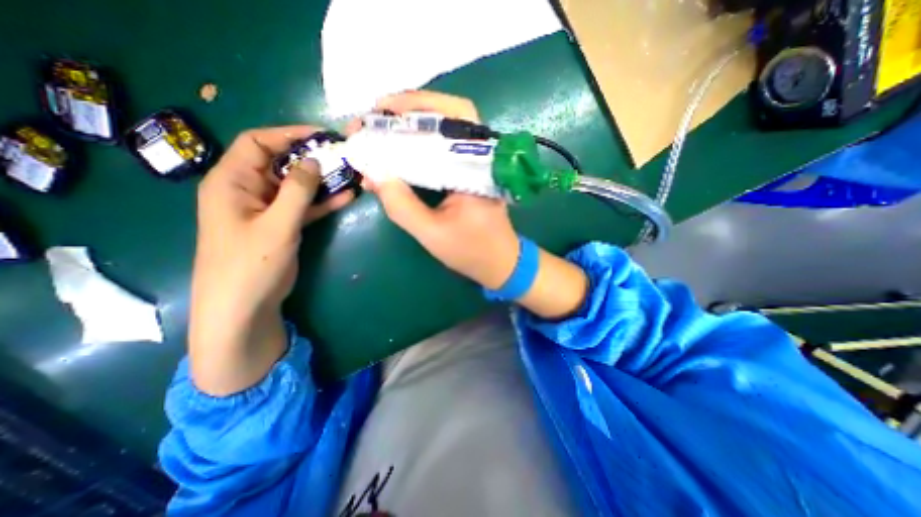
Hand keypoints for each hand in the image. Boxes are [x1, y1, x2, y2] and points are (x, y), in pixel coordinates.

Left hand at [190, 125, 353, 396]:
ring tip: (350, 174)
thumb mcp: (277, 224)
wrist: (244, 306)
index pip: (258, 143)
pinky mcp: (282, 225)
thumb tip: (312, 160)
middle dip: (311, 158)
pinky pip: (304, 207)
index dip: (288, 134)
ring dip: (321, 181)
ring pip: (296, 186)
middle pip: (281, 164)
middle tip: (342, 156)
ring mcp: (267, 209)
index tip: (321, 135)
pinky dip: (323, 202)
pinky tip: (346, 197)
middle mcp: (248, 190)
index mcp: (232, 182)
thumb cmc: (251, 264)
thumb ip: (297, 191)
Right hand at [354, 90, 519, 290]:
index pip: (450, 117)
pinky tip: (400, 150)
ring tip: (382, 129)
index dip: (413, 106)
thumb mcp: (431, 233)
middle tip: (375, 116)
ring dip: (414, 124)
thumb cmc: (471, 251)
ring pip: (446, 130)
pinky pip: (444, 150)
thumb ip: (401, 206)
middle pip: (449, 114)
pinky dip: (421, 145)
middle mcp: (480, 157)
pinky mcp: (470, 174)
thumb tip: (373, 173)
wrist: (500, 263)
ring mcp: (476, 164)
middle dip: (409, 110)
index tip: (378, 111)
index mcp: (477, 167)